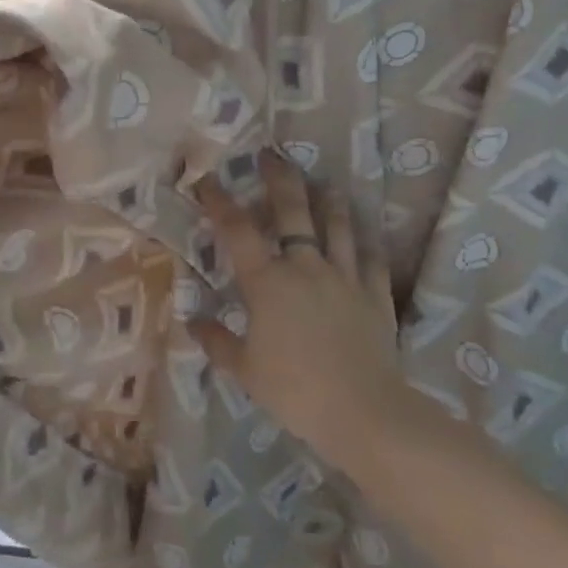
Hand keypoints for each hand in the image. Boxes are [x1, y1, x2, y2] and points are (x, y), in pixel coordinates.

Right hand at [192, 152, 403, 472]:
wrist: (363, 412)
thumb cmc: (295, 390)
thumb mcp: (244, 371)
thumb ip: (217, 342)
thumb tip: (192, 321)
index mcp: (267, 282)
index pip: (238, 230)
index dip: (220, 201)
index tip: (207, 180)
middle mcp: (305, 267)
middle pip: (292, 212)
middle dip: (280, 180)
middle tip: (272, 156)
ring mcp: (344, 277)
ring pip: (337, 227)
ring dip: (328, 202)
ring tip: (324, 184)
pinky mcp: (375, 295)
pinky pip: (371, 260)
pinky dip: (366, 243)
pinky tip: (364, 234)